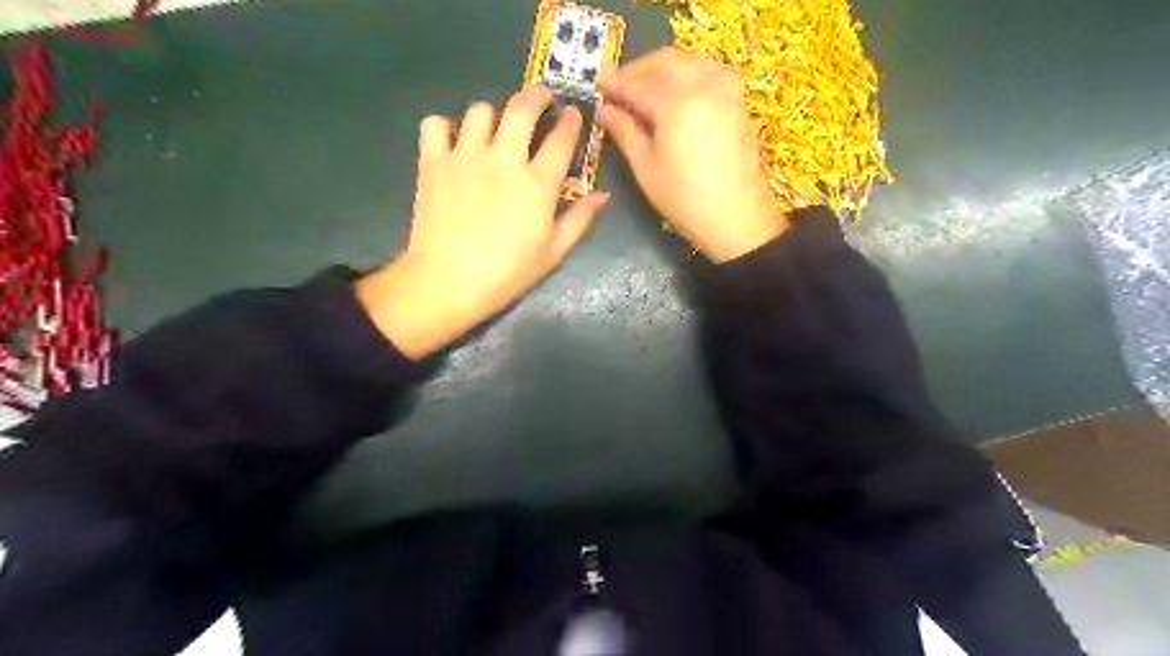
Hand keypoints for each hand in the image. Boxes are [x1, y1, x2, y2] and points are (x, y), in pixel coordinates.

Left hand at [360, 85, 613, 359]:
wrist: (448, 282)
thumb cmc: (507, 273)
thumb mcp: (553, 252)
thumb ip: (579, 219)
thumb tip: (603, 195)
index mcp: (537, 183)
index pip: (561, 139)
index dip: (570, 122)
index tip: (572, 114)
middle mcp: (503, 159)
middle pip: (522, 108)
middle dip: (537, 95)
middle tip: (542, 99)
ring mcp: (465, 156)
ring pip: (480, 111)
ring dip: (493, 114)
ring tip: (495, 129)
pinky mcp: (433, 162)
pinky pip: (435, 124)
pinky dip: (445, 126)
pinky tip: (453, 142)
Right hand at [602, 47, 784, 260]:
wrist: (736, 217)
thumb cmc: (684, 199)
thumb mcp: (646, 168)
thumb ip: (625, 132)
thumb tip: (603, 110)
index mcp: (676, 104)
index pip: (638, 84)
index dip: (615, 83)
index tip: (597, 84)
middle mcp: (703, 86)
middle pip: (666, 62)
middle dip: (639, 69)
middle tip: (619, 86)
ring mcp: (725, 92)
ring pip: (690, 62)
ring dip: (663, 68)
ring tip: (645, 89)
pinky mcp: (737, 102)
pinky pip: (709, 72)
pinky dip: (688, 73)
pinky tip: (676, 92)